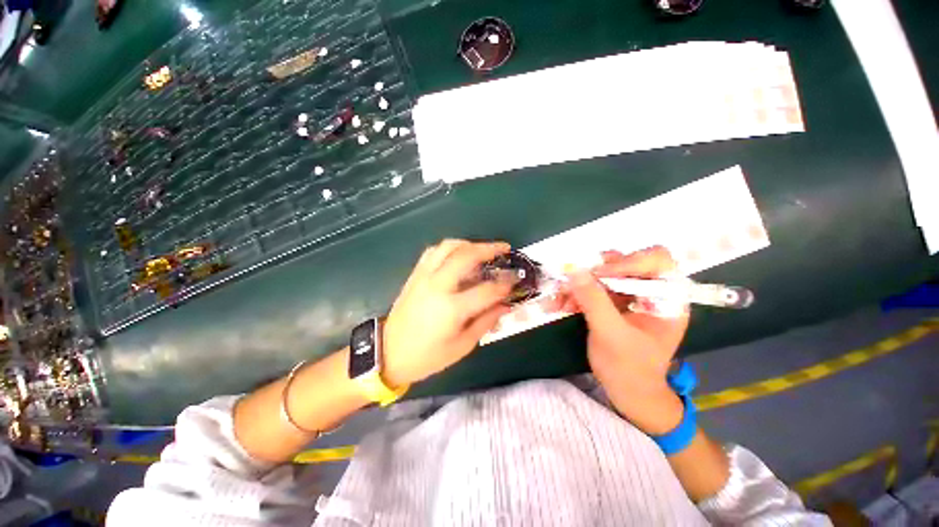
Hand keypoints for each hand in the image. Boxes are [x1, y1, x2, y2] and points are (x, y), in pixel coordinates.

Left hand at [381, 239, 513, 387]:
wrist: (388, 353)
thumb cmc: (428, 356)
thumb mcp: (462, 346)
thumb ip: (486, 321)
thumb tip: (506, 304)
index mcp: (452, 308)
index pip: (487, 289)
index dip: (506, 282)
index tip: (516, 277)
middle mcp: (437, 286)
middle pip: (466, 256)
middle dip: (489, 249)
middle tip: (503, 248)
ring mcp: (423, 277)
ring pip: (447, 247)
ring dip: (468, 244)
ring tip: (481, 249)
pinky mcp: (415, 275)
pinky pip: (432, 252)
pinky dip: (448, 248)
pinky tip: (457, 254)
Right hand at [558, 246, 689, 433]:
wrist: (626, 391)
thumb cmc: (629, 368)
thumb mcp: (612, 334)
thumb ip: (594, 301)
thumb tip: (574, 270)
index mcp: (668, 298)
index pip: (656, 260)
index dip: (628, 261)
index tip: (599, 273)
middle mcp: (651, 291)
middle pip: (625, 263)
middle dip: (596, 272)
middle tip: (575, 281)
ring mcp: (630, 295)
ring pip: (603, 273)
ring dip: (580, 284)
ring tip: (561, 297)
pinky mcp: (613, 301)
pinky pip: (592, 287)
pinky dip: (575, 293)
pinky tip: (561, 304)